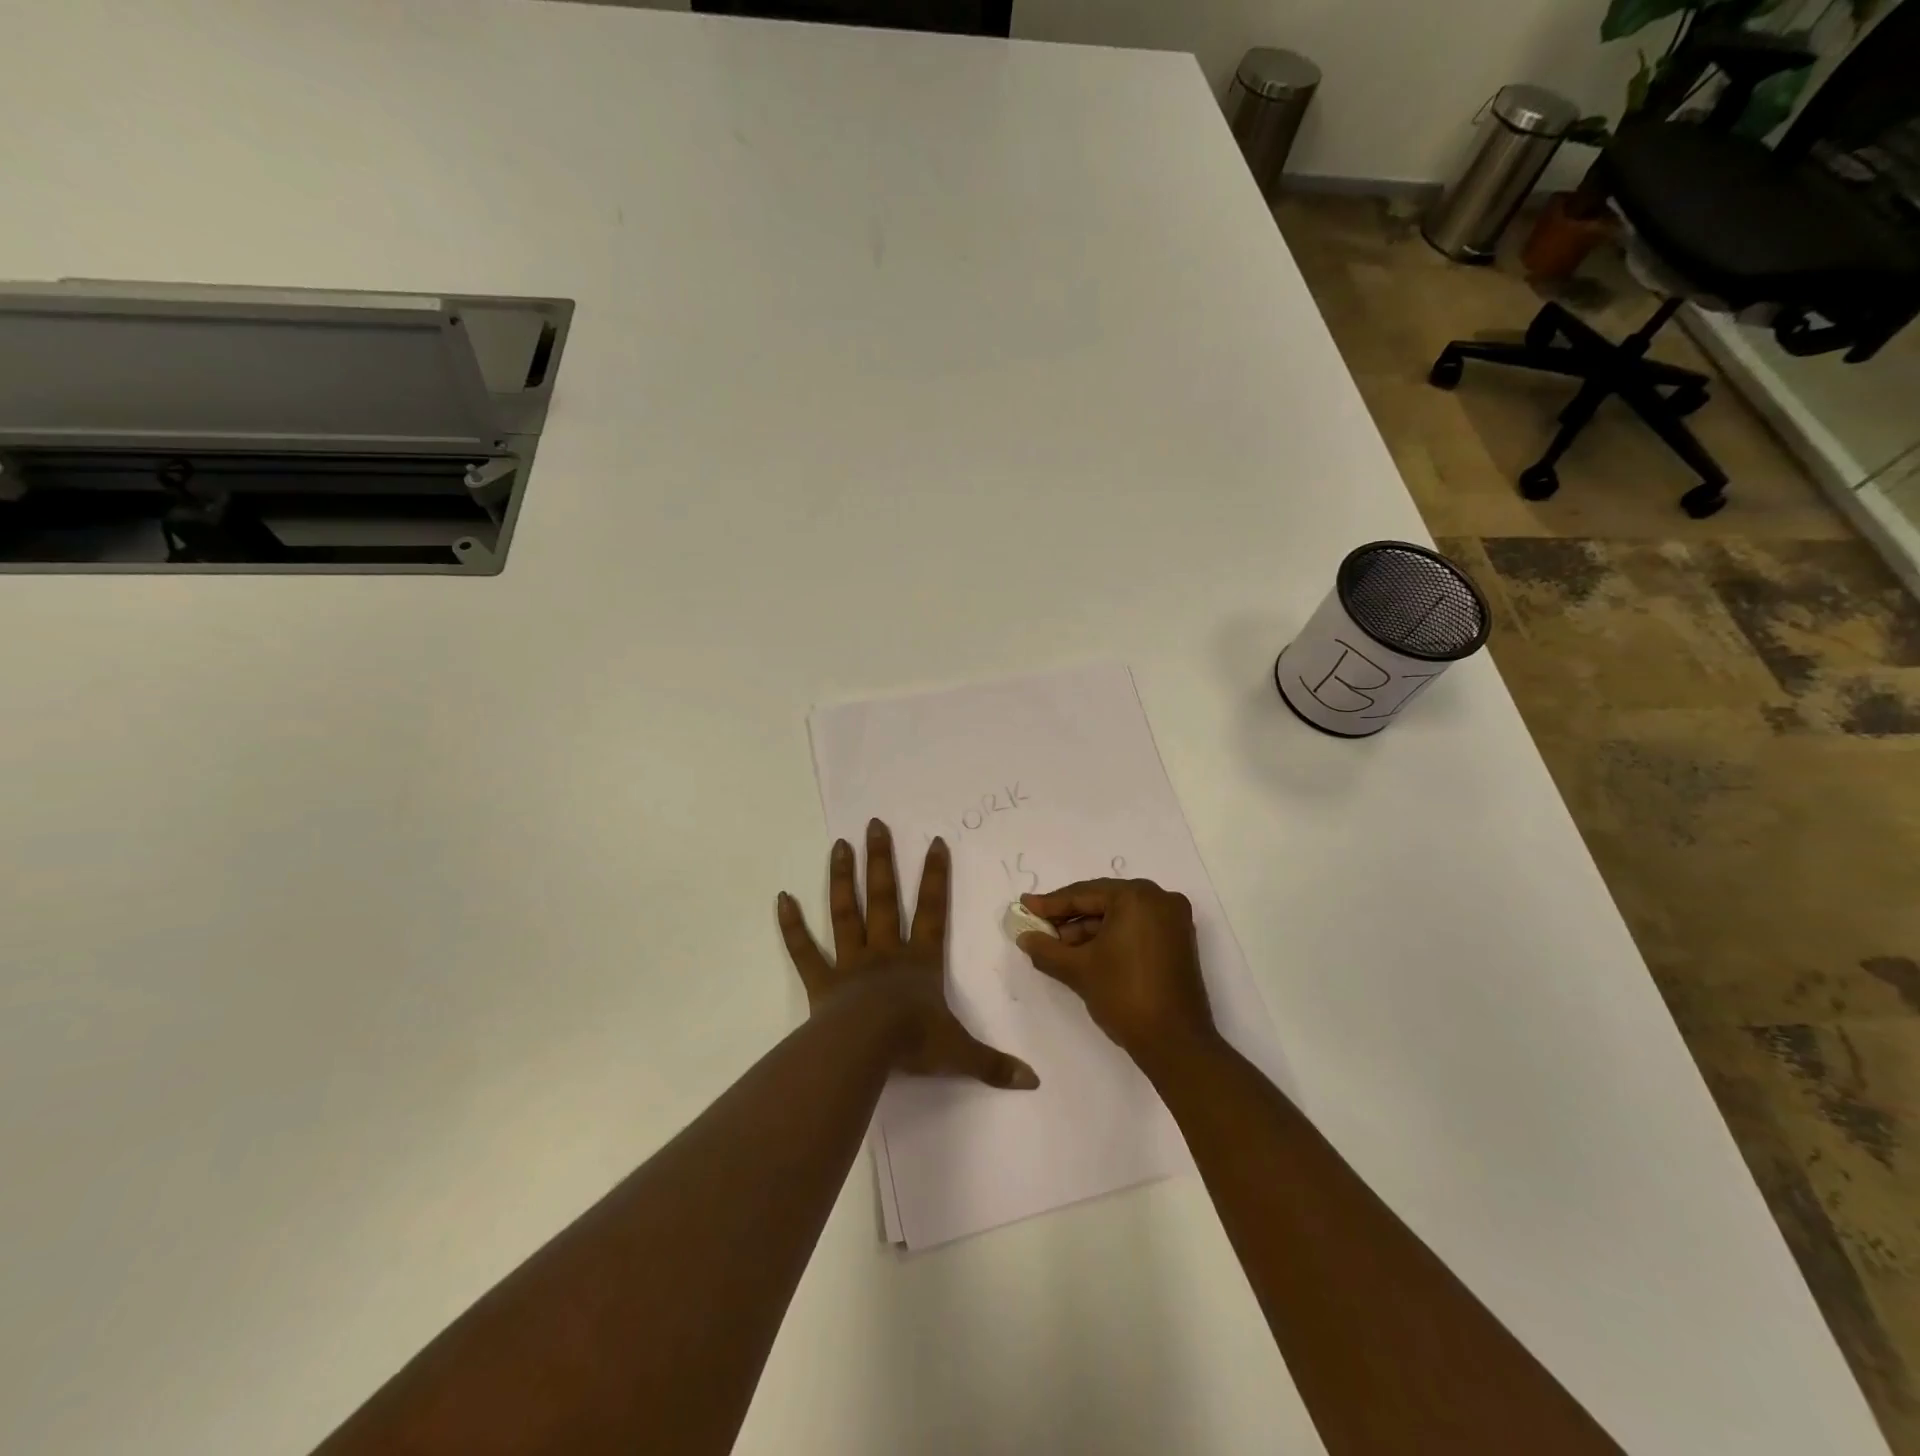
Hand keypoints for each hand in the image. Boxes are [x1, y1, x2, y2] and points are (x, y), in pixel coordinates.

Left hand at [777, 819, 1038, 1089]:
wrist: (866, 1049)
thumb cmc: (914, 1042)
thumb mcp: (960, 1053)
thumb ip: (993, 1063)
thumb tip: (1034, 1082)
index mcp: (920, 961)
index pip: (933, 911)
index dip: (935, 876)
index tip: (934, 841)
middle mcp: (886, 952)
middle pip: (885, 898)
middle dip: (882, 861)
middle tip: (874, 825)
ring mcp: (851, 963)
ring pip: (846, 912)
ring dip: (843, 878)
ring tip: (839, 844)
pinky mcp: (821, 982)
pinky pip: (804, 950)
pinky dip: (792, 926)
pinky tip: (782, 898)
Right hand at [1016, 878, 1217, 1064]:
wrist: (1175, 1043)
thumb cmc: (1124, 996)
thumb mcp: (1078, 969)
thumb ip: (1046, 949)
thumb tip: (1024, 937)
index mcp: (1137, 896)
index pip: (1084, 894)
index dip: (1050, 903)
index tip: (1025, 906)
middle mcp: (1159, 899)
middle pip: (1102, 901)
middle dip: (1068, 917)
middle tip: (1037, 926)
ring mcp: (1173, 920)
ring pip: (1119, 916)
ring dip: (1087, 929)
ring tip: (1056, 946)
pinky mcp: (1178, 941)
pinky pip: (1135, 928)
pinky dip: (1110, 937)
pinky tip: (1084, 952)